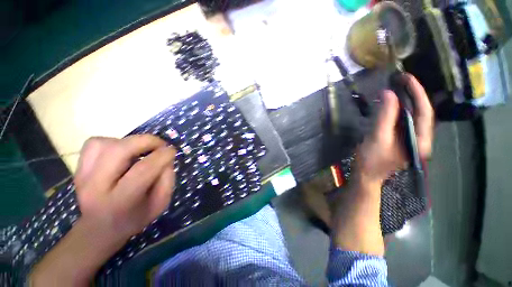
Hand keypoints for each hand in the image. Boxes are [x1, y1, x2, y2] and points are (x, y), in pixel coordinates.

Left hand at [75, 135, 175, 243]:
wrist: (99, 229)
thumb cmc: (135, 217)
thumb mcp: (160, 204)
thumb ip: (167, 180)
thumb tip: (166, 159)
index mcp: (121, 201)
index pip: (143, 170)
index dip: (162, 155)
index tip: (172, 150)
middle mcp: (96, 187)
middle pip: (119, 151)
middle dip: (146, 141)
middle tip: (160, 144)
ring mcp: (83, 176)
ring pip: (105, 144)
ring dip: (129, 142)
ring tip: (140, 150)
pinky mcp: (78, 168)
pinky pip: (94, 144)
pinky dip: (112, 142)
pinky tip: (122, 152)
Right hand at [355, 73, 433, 184]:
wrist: (366, 176)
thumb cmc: (371, 161)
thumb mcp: (377, 138)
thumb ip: (385, 116)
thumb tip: (389, 93)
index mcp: (421, 140)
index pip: (425, 111)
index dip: (417, 92)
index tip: (406, 77)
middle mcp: (421, 139)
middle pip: (422, 112)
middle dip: (413, 94)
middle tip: (400, 80)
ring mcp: (411, 140)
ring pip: (413, 117)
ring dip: (405, 102)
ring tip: (396, 89)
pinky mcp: (401, 141)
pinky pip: (403, 122)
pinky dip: (398, 111)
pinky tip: (390, 106)